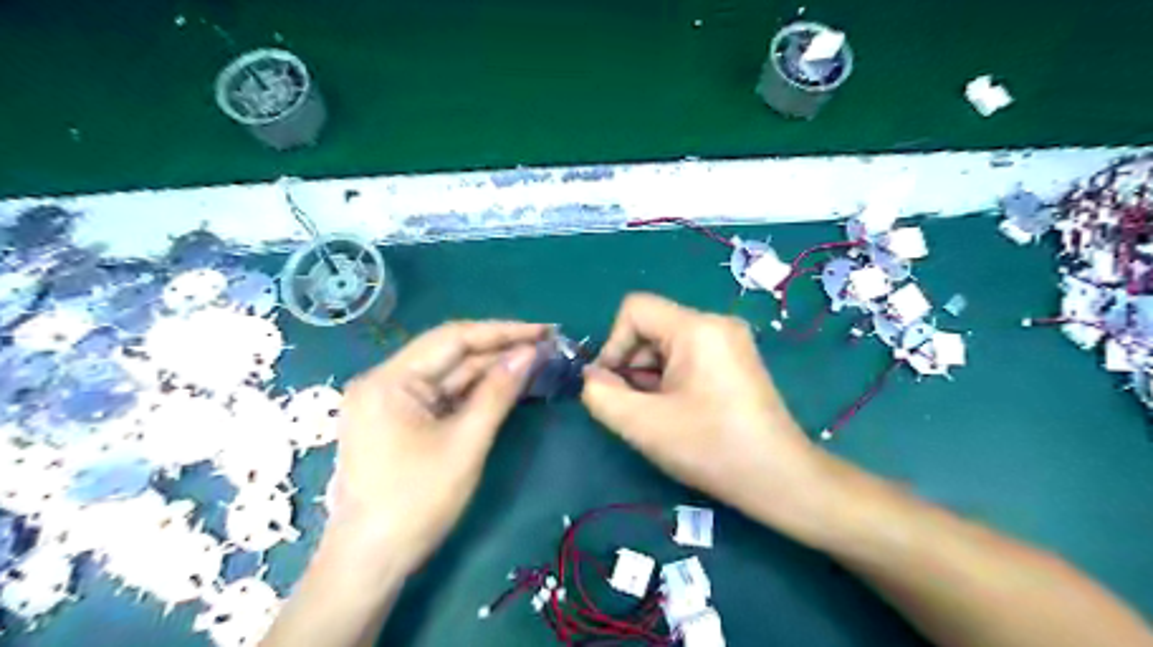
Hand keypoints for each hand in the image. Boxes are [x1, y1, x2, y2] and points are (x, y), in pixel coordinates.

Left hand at [327, 320, 545, 570]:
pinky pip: (443, 395)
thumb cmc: (417, 502)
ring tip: (536, 362)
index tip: (543, 330)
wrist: (372, 562)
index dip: (503, 331)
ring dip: (491, 369)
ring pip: (450, 374)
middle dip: (500, 349)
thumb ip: (498, 392)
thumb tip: (531, 353)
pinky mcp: (400, 419)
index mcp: (389, 380)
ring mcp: (391, 401)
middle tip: (547, 346)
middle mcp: (385, 380)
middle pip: (451, 354)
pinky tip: (507, 384)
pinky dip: (475, 391)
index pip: (453, 338)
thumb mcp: (465, 443)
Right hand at [587, 293, 829, 524]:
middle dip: (633, 365)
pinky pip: (688, 356)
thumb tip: (592, 376)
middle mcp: (716, 324)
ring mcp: (730, 341)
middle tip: (636, 407)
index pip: (635, 309)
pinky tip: (677, 412)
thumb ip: (601, 395)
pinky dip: (671, 379)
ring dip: (650, 376)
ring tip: (658, 414)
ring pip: (667, 344)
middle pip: (652, 327)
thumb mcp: (643, 424)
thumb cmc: (711, 447)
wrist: (779, 479)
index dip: (613, 344)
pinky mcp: (735, 360)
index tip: (614, 385)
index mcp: (697, 328)